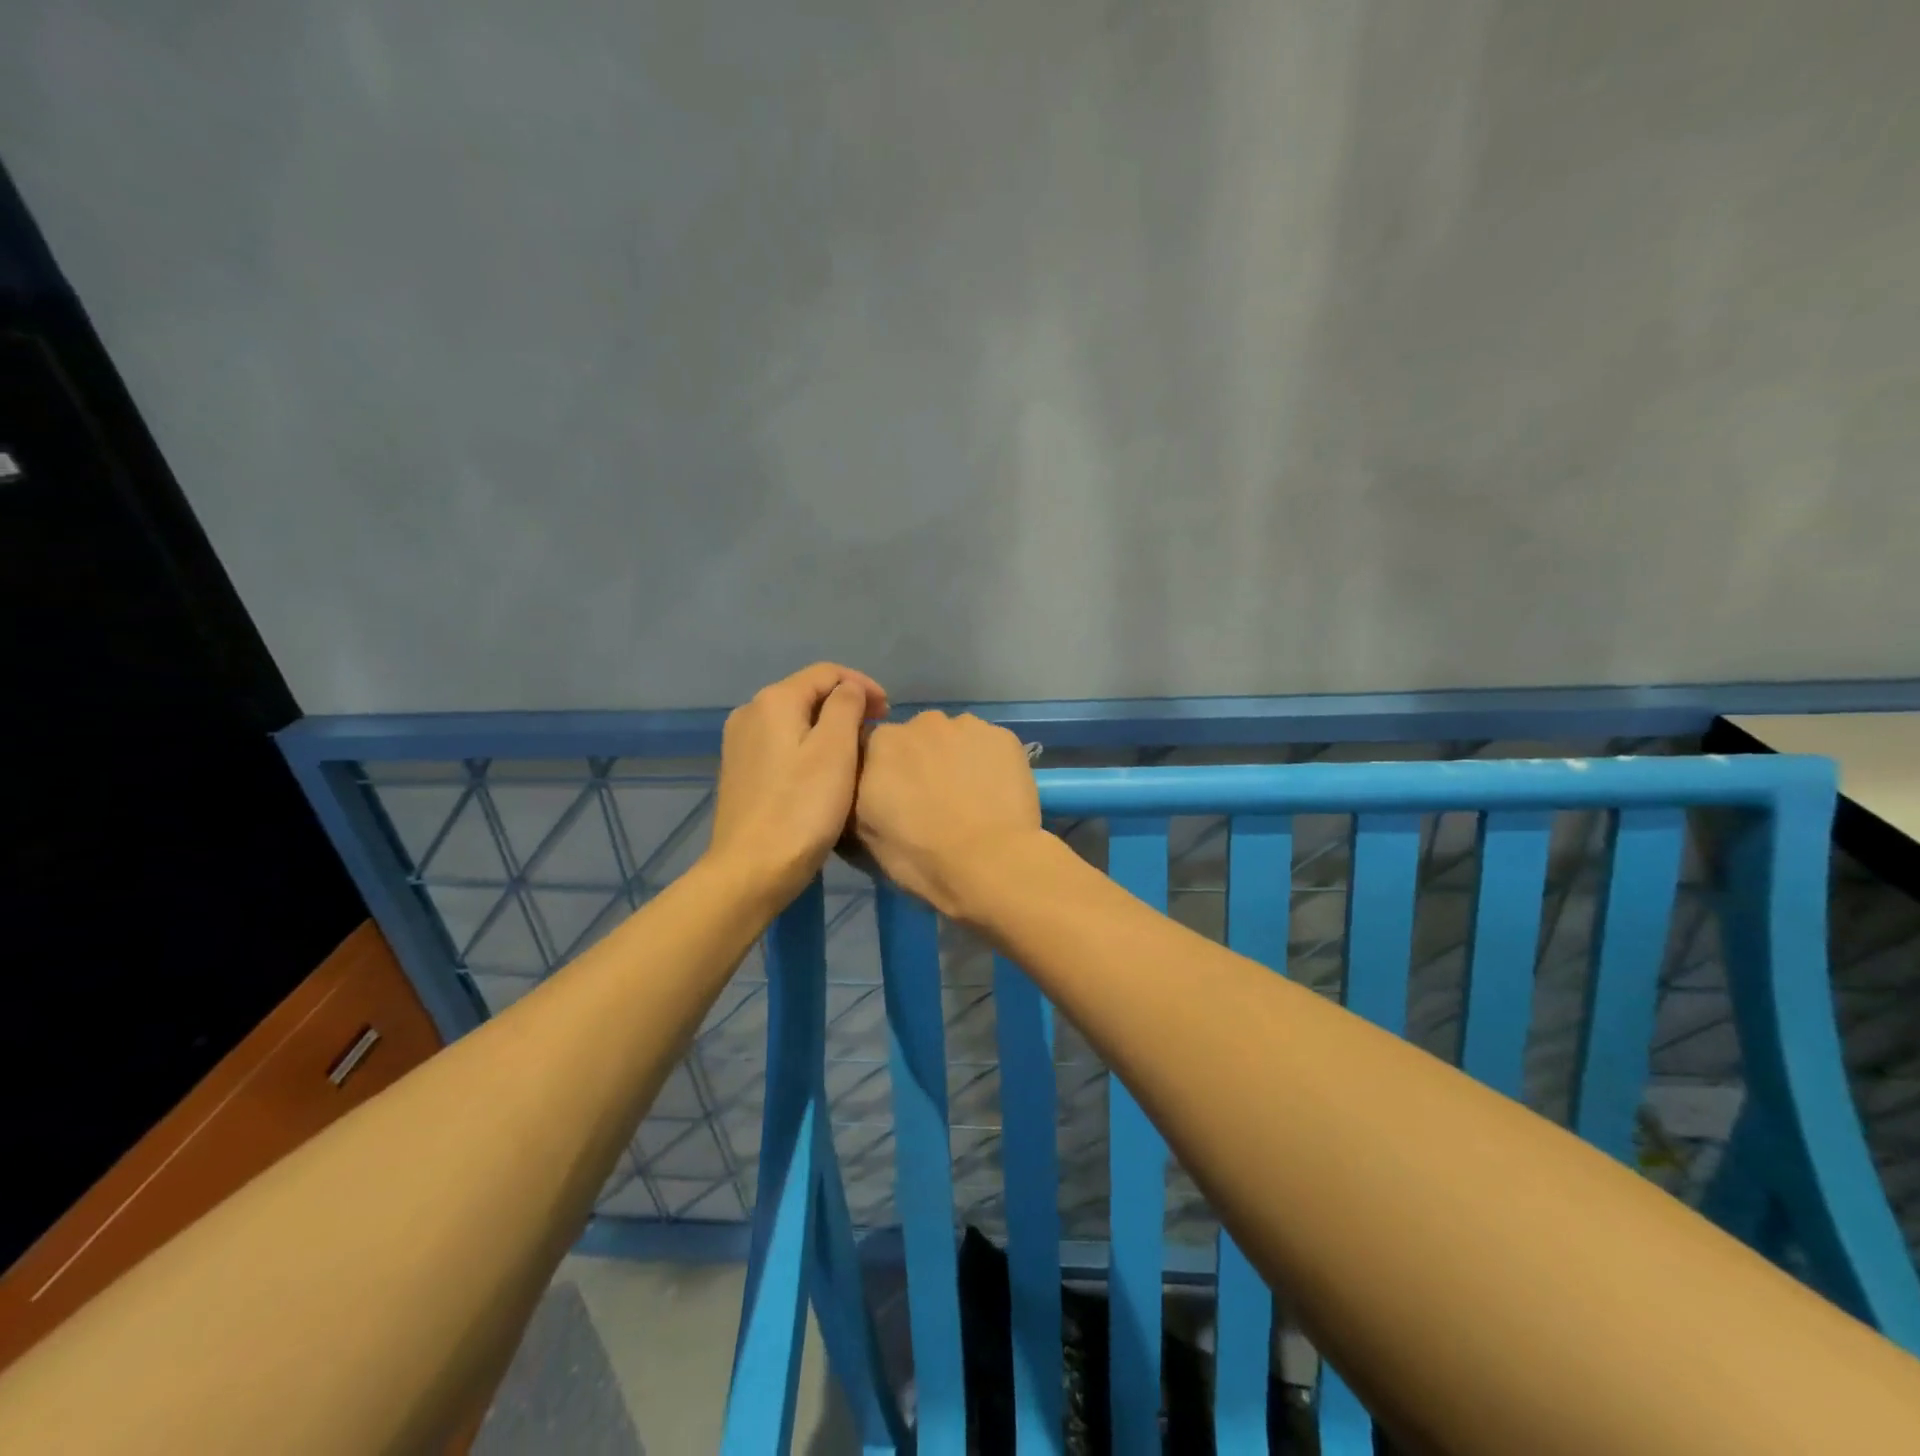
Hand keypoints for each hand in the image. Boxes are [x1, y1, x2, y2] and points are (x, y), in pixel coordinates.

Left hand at [708, 663, 888, 906]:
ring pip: (795, 719)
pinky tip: (825, 770)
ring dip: (828, 726)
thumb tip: (849, 689)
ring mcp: (740, 743)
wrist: (751, 869)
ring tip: (856, 749)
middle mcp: (750, 713)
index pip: (826, 673)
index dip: (862, 685)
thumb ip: (846, 707)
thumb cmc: (801, 808)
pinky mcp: (740, 771)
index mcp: (773, 701)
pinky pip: (781, 743)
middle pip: (807, 693)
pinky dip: (808, 746)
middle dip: (846, 704)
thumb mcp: (835, 750)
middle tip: (877, 729)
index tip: (889, 711)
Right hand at [852, 711, 1042, 920]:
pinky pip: (988, 746)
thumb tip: (860, 787)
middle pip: (916, 738)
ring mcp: (966, 726)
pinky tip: (995, 794)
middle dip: (920, 762)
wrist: (991, 863)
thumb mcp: (865, 836)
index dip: (884, 774)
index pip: (873, 749)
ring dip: (955, 759)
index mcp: (880, 744)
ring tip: (969, 799)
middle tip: (933, 801)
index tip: (895, 800)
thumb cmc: (920, 857)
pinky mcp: (1004, 736)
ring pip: (954, 739)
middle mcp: (921, 722)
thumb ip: (857, 798)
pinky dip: (988, 763)